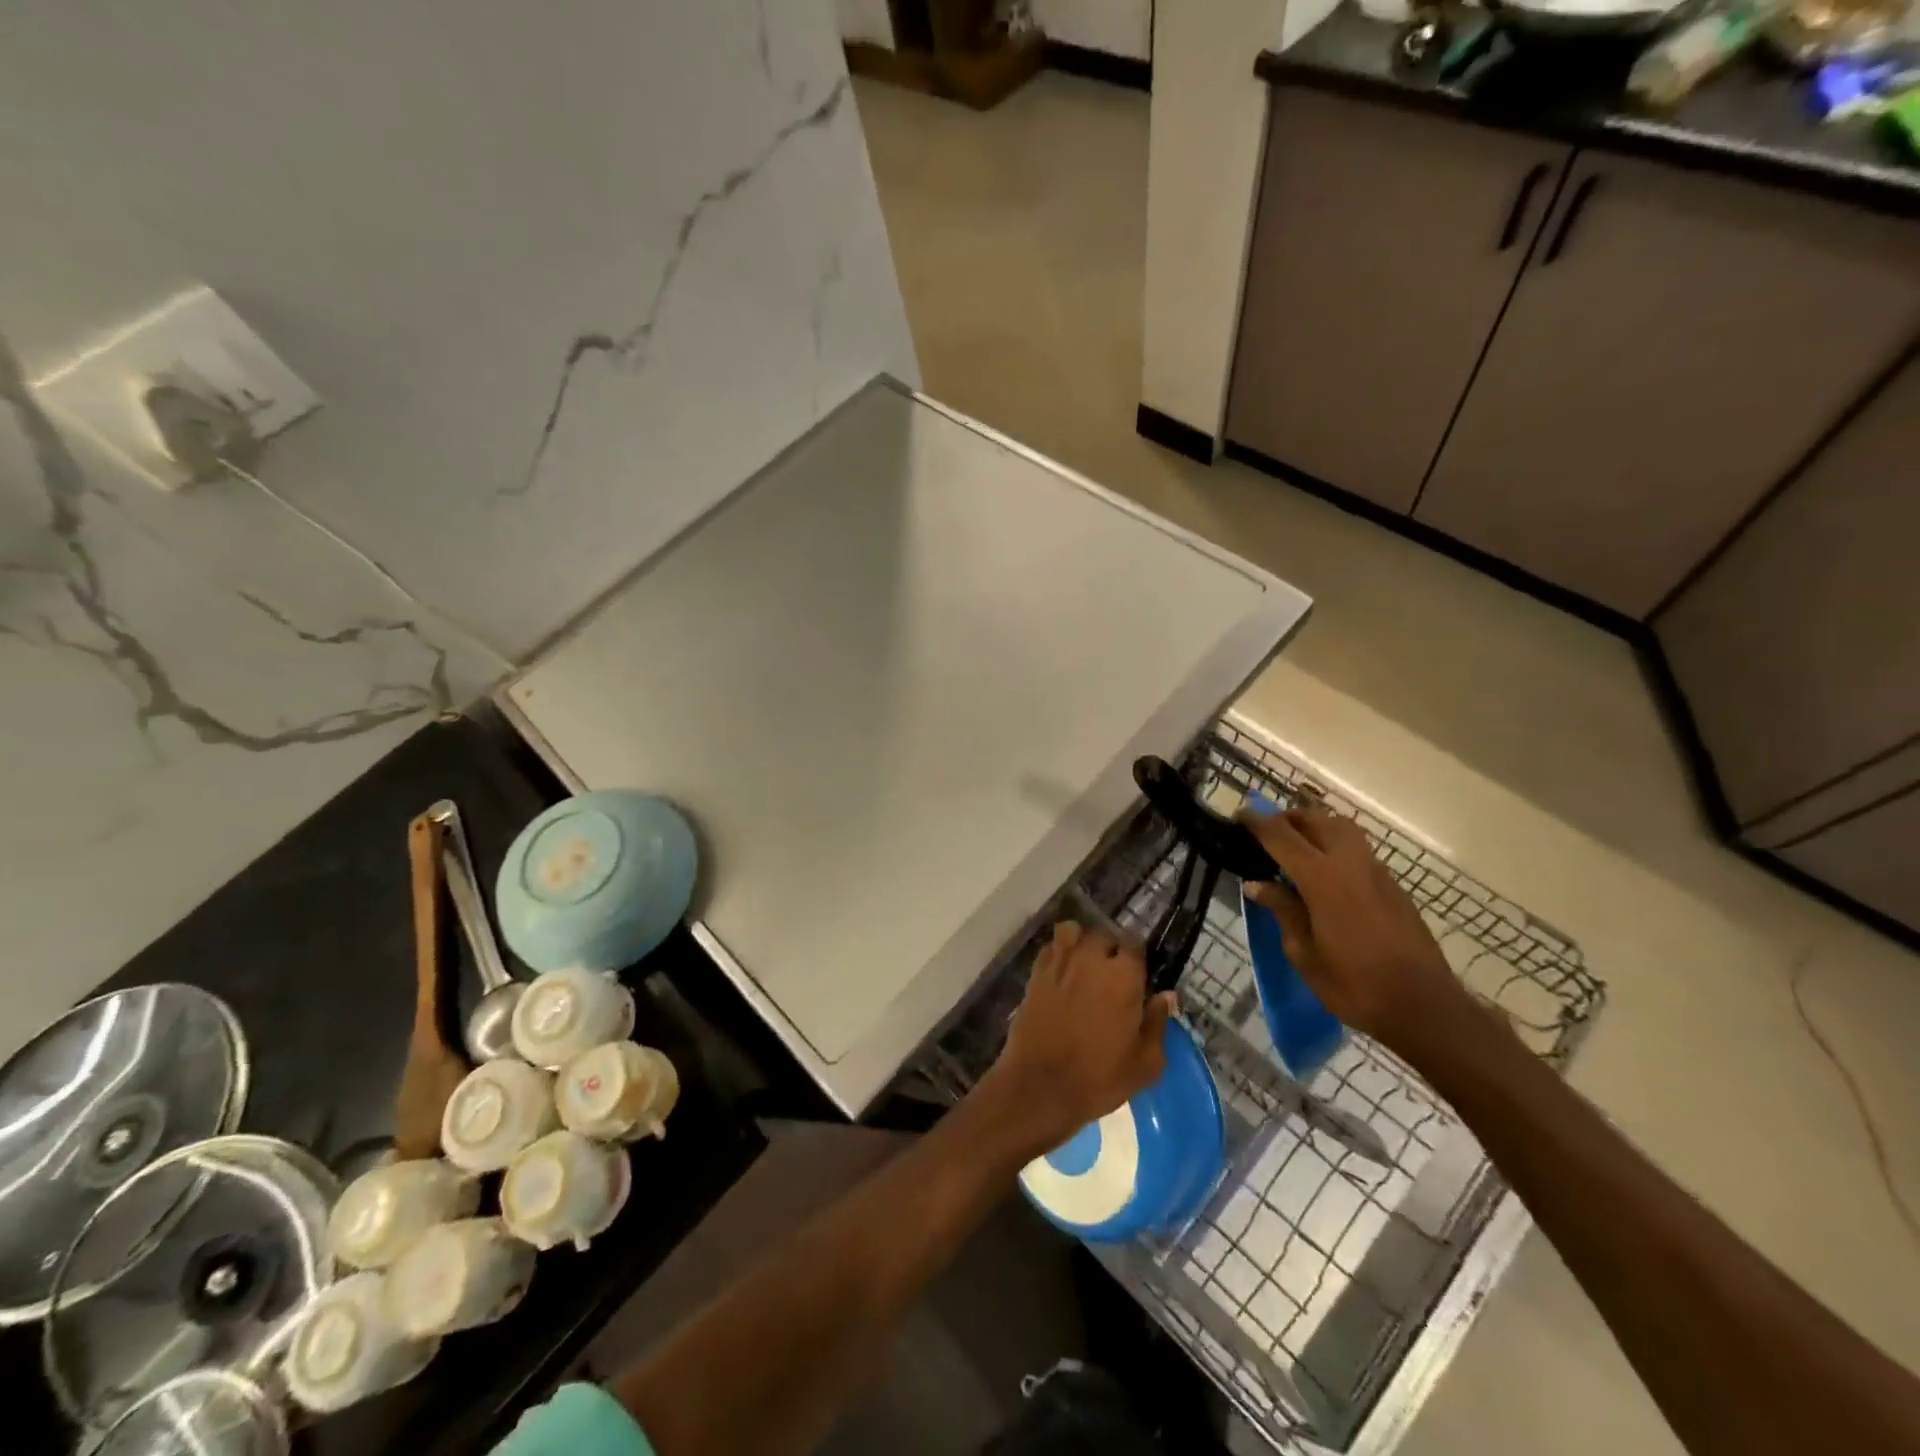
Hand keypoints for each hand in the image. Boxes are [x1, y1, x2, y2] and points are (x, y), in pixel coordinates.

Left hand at [985, 922, 1175, 1155]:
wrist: (1041, 1086)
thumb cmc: (1099, 1078)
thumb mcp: (1145, 1063)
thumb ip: (1158, 1023)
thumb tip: (1166, 995)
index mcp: (1123, 976)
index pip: (1135, 944)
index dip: (1137, 958)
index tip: (1138, 975)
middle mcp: (1091, 959)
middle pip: (1103, 935)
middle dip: (1109, 949)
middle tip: (1111, 974)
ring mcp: (1060, 963)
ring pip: (1072, 932)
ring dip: (1080, 942)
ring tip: (1083, 965)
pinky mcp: (1035, 974)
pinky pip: (1049, 949)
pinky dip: (1057, 953)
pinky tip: (1061, 973)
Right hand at [1238, 804, 1472, 1056]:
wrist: (1424, 1006)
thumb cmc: (1354, 985)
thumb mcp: (1304, 953)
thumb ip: (1282, 910)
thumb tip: (1257, 884)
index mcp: (1322, 879)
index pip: (1281, 836)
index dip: (1257, 823)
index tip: (1239, 815)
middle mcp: (1350, 864)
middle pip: (1315, 820)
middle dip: (1287, 819)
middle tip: (1266, 833)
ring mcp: (1376, 872)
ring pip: (1341, 828)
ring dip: (1315, 826)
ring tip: (1296, 847)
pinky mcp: (1393, 885)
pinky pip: (1358, 849)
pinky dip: (1335, 845)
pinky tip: (1325, 873)